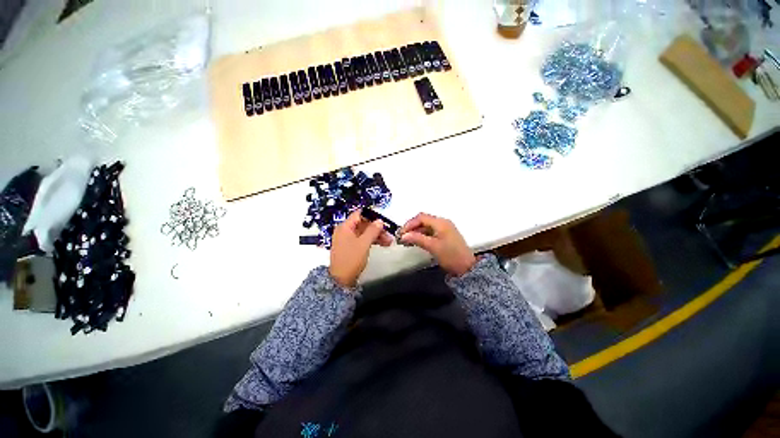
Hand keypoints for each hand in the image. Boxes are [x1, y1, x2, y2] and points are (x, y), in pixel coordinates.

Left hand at [329, 209, 393, 287]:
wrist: (341, 280)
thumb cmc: (351, 259)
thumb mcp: (364, 243)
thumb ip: (372, 230)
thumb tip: (379, 221)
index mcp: (345, 227)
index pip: (359, 214)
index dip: (372, 216)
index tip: (383, 221)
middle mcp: (345, 231)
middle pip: (363, 224)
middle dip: (377, 228)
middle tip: (389, 233)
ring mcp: (347, 239)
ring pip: (364, 233)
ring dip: (376, 235)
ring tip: (389, 241)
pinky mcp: (350, 247)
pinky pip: (362, 240)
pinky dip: (372, 241)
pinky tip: (382, 244)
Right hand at [399, 213, 475, 276]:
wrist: (466, 268)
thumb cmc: (451, 256)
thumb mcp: (432, 247)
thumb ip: (417, 239)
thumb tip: (404, 235)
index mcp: (441, 223)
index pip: (421, 217)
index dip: (410, 224)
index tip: (402, 232)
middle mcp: (443, 223)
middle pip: (423, 220)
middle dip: (412, 227)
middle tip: (403, 236)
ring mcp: (444, 229)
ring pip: (426, 226)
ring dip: (416, 231)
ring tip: (407, 239)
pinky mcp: (445, 235)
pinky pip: (430, 231)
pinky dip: (422, 235)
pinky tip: (416, 241)